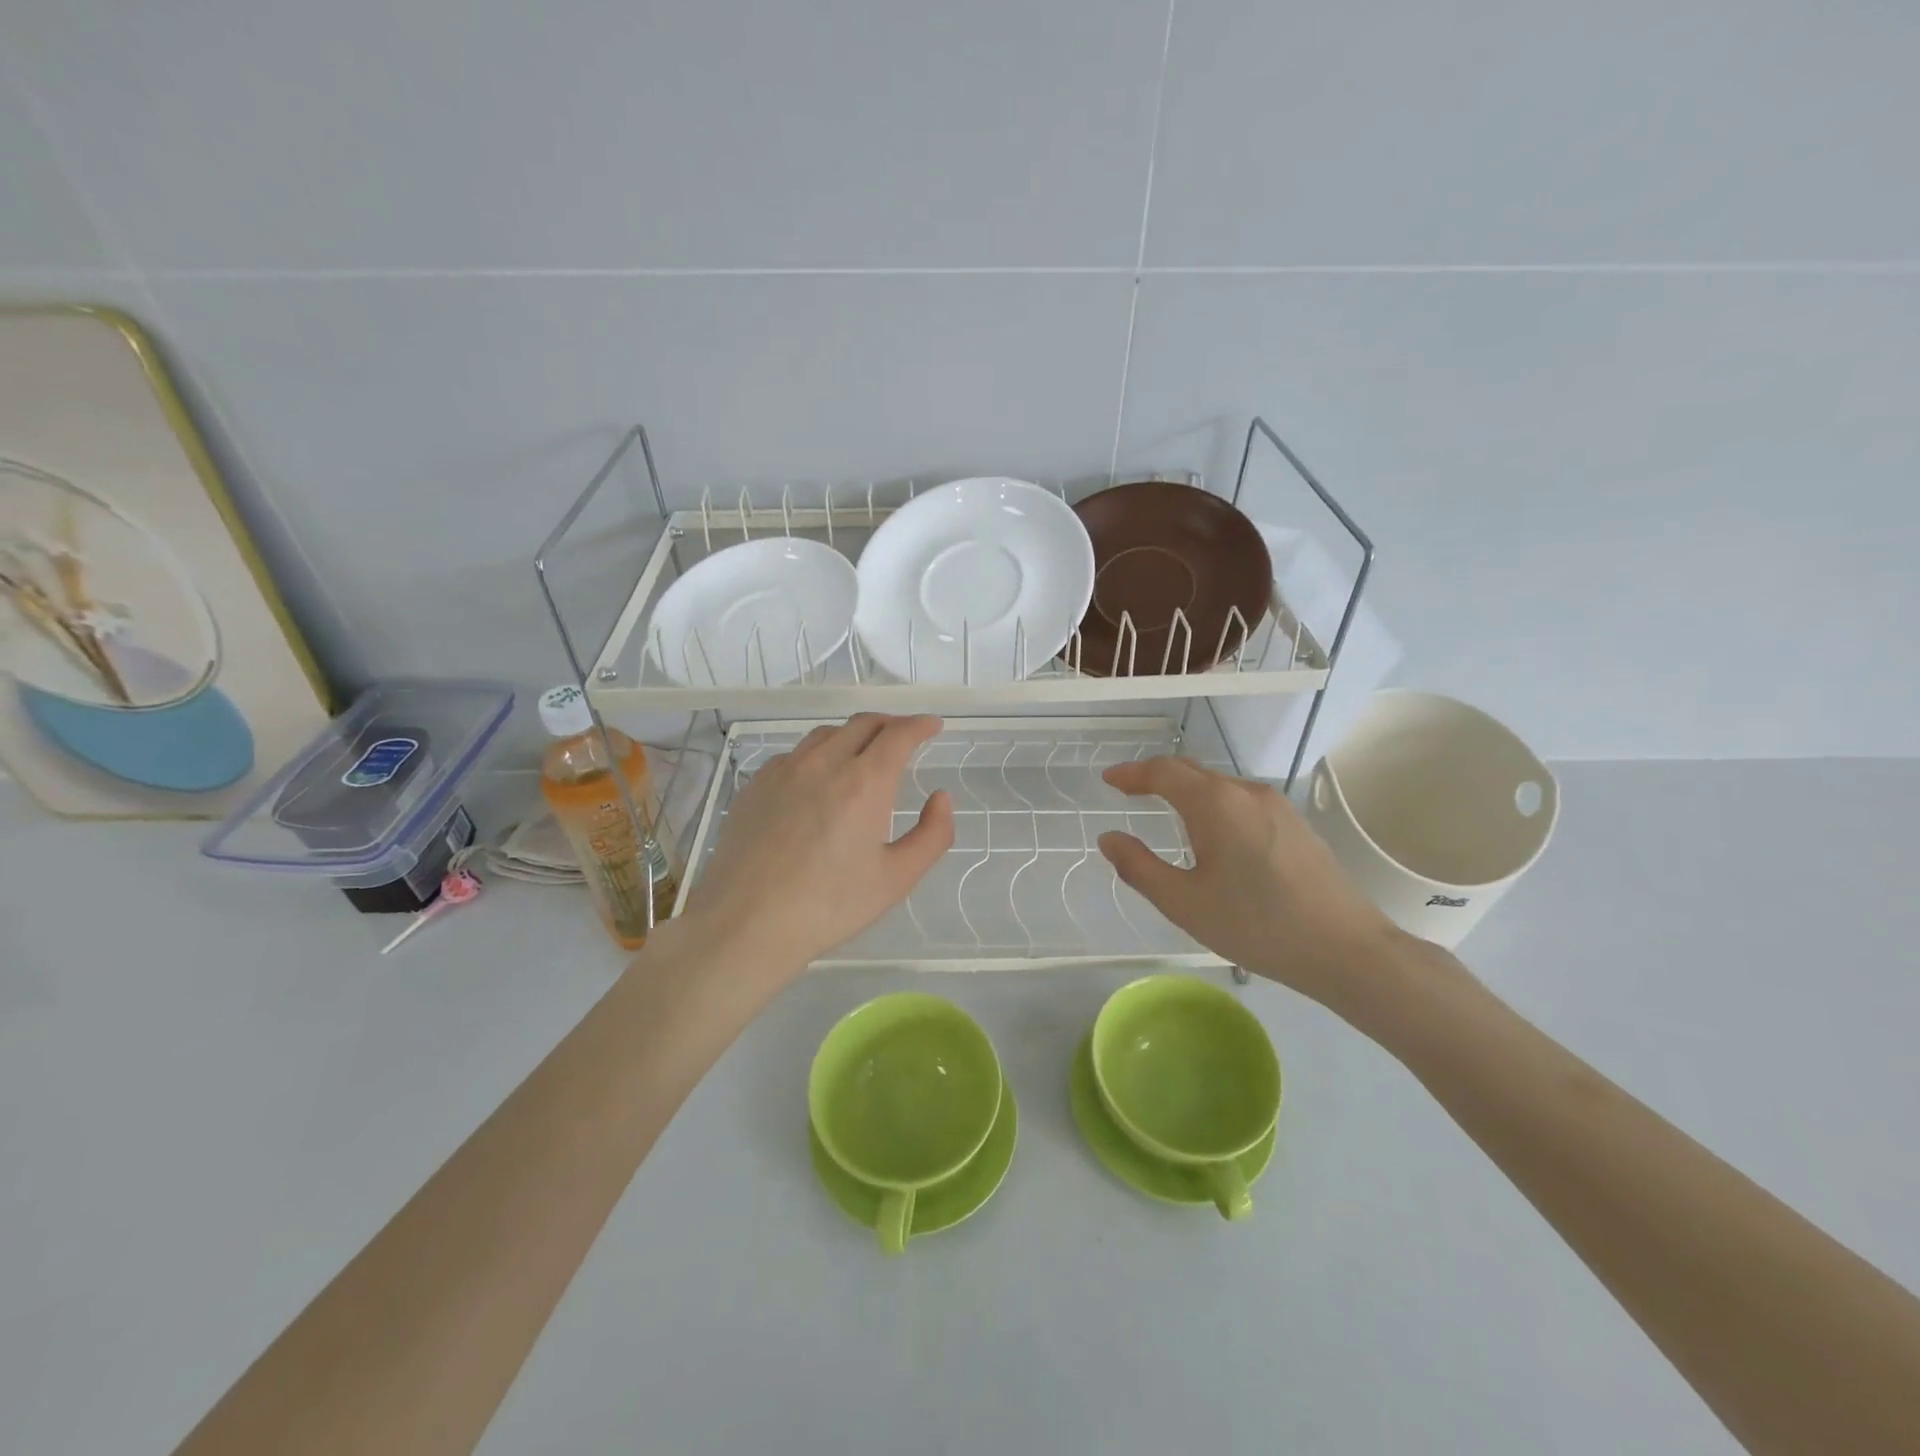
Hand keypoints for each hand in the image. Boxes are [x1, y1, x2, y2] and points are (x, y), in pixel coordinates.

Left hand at [685, 714, 953, 978]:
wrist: (747, 923)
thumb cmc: (830, 905)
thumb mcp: (897, 878)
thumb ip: (933, 834)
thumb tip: (941, 798)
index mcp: (865, 782)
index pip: (899, 734)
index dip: (920, 725)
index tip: (933, 725)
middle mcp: (824, 763)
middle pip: (863, 724)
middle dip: (890, 724)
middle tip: (904, 738)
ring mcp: (784, 770)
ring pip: (826, 734)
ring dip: (853, 735)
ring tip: (862, 754)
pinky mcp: (756, 785)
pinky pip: (794, 754)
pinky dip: (818, 754)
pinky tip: (817, 780)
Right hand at [1097, 757, 1403, 1011]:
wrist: (1346, 949)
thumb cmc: (1256, 925)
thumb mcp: (1185, 903)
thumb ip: (1139, 867)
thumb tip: (1109, 839)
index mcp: (1215, 804)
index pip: (1164, 771)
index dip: (1132, 773)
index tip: (1109, 780)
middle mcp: (1246, 792)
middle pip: (1193, 772)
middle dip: (1157, 777)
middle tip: (1129, 790)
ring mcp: (1277, 805)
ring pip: (1220, 786)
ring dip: (1187, 790)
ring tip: (1166, 810)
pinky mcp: (1296, 823)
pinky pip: (1242, 800)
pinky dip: (1214, 804)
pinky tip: (1213, 833)